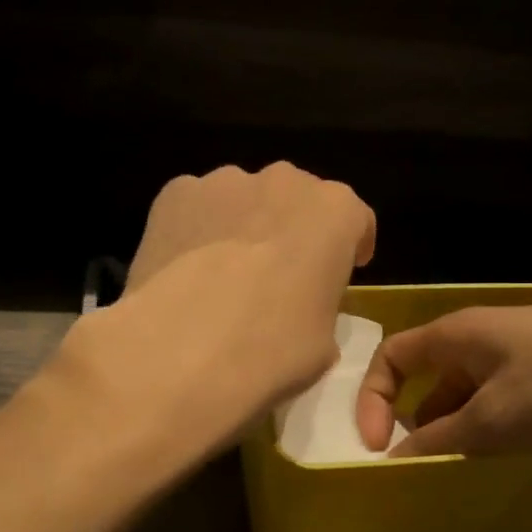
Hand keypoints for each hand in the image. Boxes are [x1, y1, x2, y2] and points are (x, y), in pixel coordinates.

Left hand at [56, 163, 375, 459]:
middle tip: (279, 277)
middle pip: (297, 201)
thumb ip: (320, 306)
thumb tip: (298, 310)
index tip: (341, 274)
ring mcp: (226, 182)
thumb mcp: (325, 342)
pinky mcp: (175, 193)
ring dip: (243, 226)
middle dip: (293, 231)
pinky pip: (196, 207)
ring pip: (244, 200)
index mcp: (336, 212)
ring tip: (223, 277)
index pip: (356, 220)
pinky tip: (184, 270)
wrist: (184, 350)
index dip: (350, 248)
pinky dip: (196, 229)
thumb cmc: (273, 348)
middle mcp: (285, 181)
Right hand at [355, 302, 531, 462]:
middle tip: (419, 467)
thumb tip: (394, 459)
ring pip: (472, 394)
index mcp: (460, 332)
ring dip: (459, 431)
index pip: (393, 355)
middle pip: (432, 377)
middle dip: (416, 421)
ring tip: (462, 471)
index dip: (372, 397)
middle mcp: (487, 337)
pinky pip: (509, 403)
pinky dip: (496, 431)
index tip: (378, 447)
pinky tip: (508, 459)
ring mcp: (528, 356)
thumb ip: (440, 440)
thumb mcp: (496, 416)